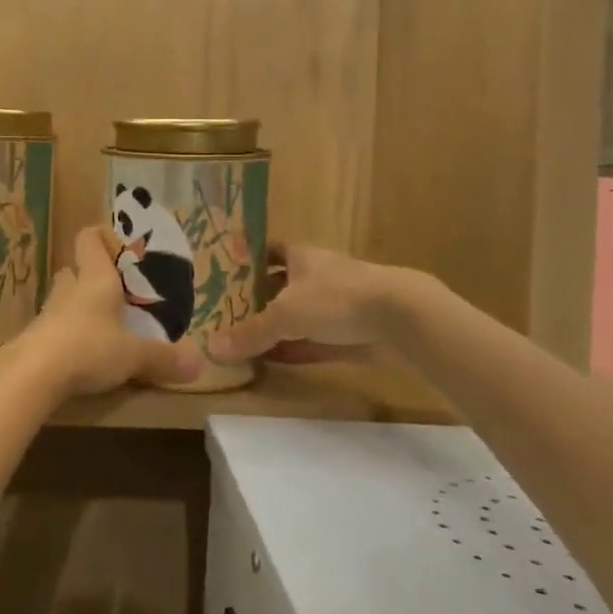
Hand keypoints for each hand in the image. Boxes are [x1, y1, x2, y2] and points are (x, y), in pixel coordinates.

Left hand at [13, 228, 202, 398]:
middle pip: (75, 270)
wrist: (33, 374)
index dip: (101, 236)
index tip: (118, 245)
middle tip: (114, 292)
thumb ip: (164, 357)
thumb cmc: (89, 348)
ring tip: (102, 323)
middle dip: (90, 276)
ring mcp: (48, 312)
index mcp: (96, 279)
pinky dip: (68, 333)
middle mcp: (70, 289)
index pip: (89, 239)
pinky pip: (55, 326)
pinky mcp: (36, 338)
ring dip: (78, 305)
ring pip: (64, 298)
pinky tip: (81, 352)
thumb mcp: (134, 355)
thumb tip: (199, 363)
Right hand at [206, 244, 441, 364]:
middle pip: (280, 284)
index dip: (247, 260)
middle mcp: (317, 275)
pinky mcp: (352, 331)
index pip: (267, 251)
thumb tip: (211, 348)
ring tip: (242, 341)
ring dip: (275, 327)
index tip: (224, 274)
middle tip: (225, 314)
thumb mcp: (285, 315)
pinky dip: (295, 349)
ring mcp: (337, 304)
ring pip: (298, 314)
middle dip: (256, 299)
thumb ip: (250, 333)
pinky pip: (315, 340)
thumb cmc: (336, 299)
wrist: (401, 317)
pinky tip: (274, 362)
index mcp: (300, 256)